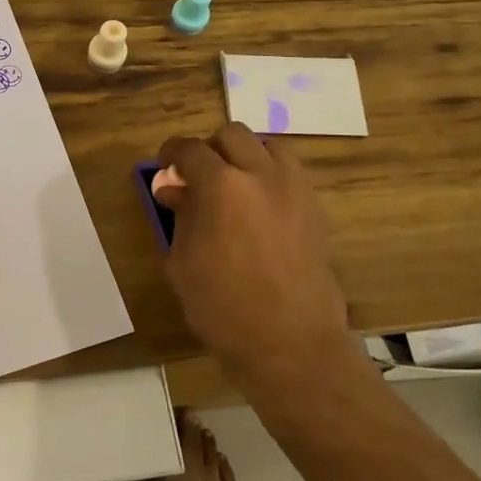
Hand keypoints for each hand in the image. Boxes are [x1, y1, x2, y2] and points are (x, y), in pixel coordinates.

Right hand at [155, 124, 354, 400]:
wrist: (291, 345)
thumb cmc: (223, 308)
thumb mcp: (183, 262)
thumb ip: (180, 216)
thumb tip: (174, 189)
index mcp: (222, 185)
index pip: (190, 149)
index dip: (171, 153)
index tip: (164, 167)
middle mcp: (261, 175)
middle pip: (232, 135)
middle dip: (210, 149)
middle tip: (198, 177)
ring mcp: (295, 190)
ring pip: (268, 146)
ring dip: (246, 156)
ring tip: (233, 186)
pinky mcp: (315, 210)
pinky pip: (290, 174)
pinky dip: (270, 176)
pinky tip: (259, 208)